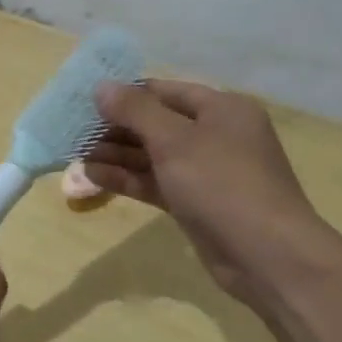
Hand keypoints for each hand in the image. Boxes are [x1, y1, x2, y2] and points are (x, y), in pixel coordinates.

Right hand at [87, 79, 328, 300]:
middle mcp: (217, 135)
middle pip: (157, 123)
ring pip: (154, 155)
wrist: (266, 255)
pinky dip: (128, 178)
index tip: (86, 101)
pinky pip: (156, 182)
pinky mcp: (196, 203)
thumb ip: (135, 111)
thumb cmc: (222, 184)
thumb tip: (101, 86)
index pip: (164, 91)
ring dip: (117, 155)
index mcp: (222, 109)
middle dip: (116, 128)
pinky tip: (93, 177)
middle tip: (75, 132)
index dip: (126, 94)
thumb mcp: (175, 140)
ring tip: (76, 155)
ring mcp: (207, 172)